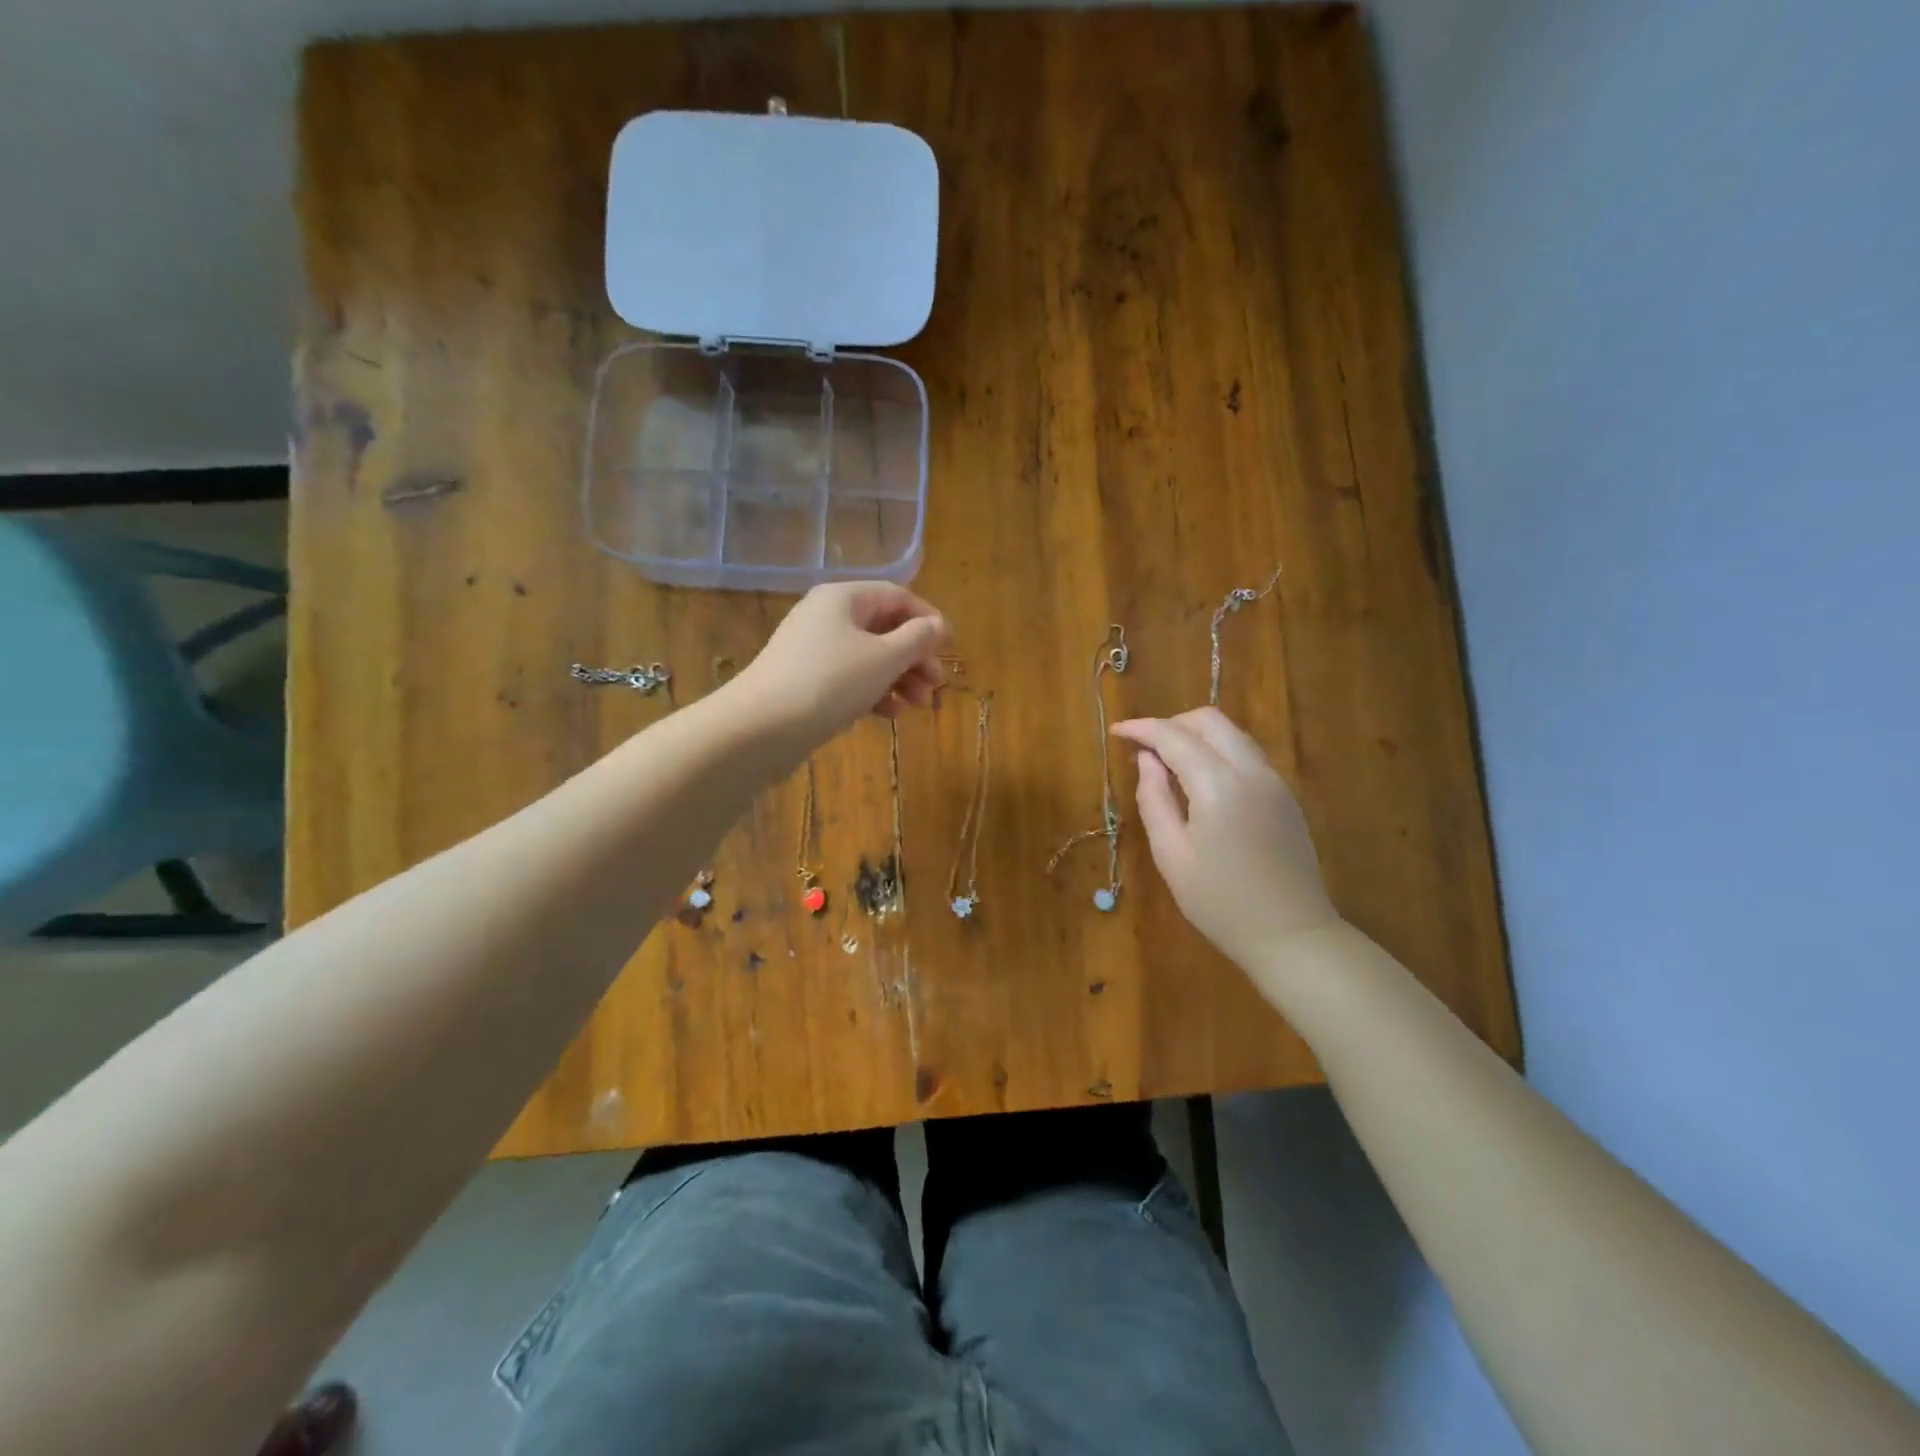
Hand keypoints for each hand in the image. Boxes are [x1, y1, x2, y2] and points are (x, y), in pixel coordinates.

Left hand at [734, 582, 949, 749]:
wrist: (760, 728)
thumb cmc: (830, 683)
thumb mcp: (883, 658)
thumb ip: (917, 639)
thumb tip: (939, 624)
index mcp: (844, 598)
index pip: (897, 597)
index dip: (928, 619)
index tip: (950, 648)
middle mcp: (827, 617)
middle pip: (885, 629)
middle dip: (916, 657)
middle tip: (937, 686)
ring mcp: (814, 650)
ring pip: (870, 657)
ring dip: (900, 678)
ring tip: (919, 705)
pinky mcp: (807, 681)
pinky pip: (850, 678)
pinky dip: (874, 692)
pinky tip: (890, 714)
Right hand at [1111, 708, 1339, 973]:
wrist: (1291, 935)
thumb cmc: (1220, 903)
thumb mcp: (1171, 856)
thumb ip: (1154, 799)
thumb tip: (1146, 760)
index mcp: (1219, 786)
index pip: (1174, 736)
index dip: (1142, 728)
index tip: (1116, 732)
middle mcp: (1252, 771)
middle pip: (1209, 720)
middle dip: (1171, 724)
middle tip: (1143, 750)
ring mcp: (1274, 781)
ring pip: (1232, 733)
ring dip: (1196, 735)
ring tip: (1168, 763)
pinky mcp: (1285, 795)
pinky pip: (1247, 753)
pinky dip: (1218, 751)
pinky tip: (1200, 781)